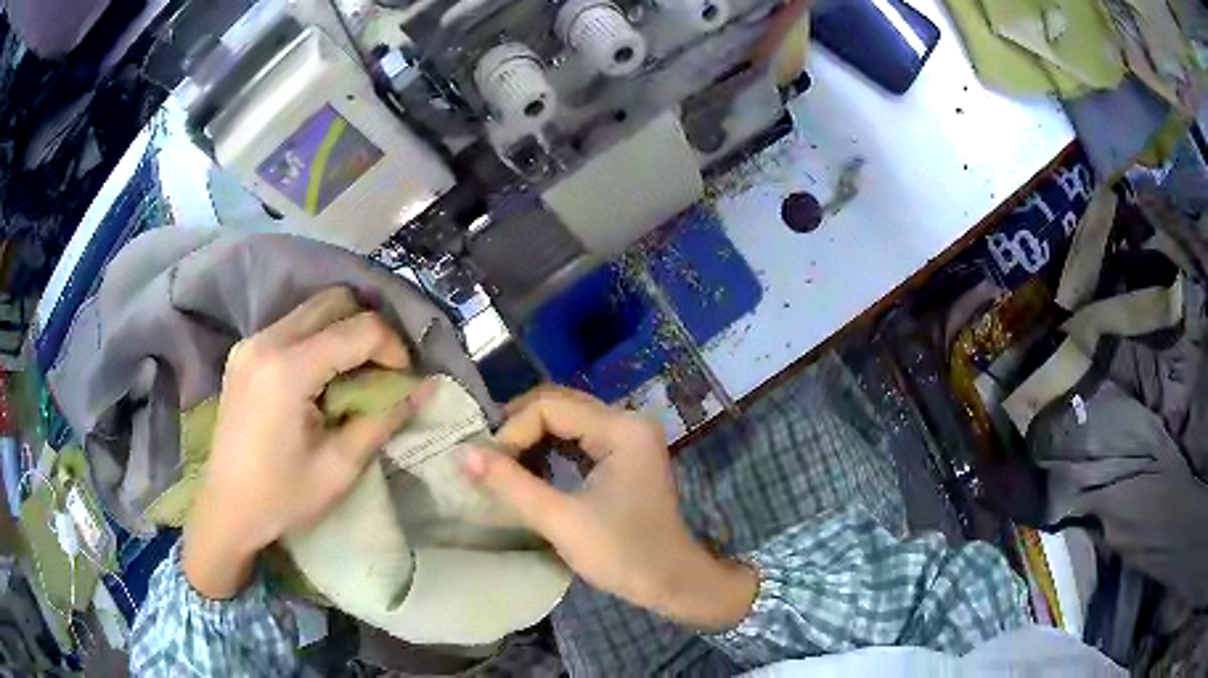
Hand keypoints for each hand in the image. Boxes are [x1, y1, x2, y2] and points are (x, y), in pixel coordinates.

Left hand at [184, 288, 429, 598]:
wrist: (226, 509)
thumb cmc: (282, 498)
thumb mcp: (339, 467)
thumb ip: (382, 420)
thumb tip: (426, 388)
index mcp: (288, 369)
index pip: (359, 328)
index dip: (393, 348)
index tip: (404, 381)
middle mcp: (266, 341)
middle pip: (335, 302)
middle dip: (370, 331)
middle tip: (382, 372)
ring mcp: (251, 342)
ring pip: (313, 309)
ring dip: (344, 333)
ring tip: (353, 376)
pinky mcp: (244, 351)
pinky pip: (293, 326)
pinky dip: (319, 340)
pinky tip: (320, 379)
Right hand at [463, 387, 757, 630]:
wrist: (671, 582)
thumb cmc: (622, 554)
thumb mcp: (561, 520)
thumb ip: (510, 483)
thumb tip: (461, 453)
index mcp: (622, 429)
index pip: (551, 406)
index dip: (513, 431)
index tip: (488, 465)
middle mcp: (628, 421)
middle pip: (559, 404)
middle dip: (519, 428)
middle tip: (487, 457)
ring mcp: (629, 437)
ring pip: (567, 419)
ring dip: (532, 437)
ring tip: (502, 463)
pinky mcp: (625, 454)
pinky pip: (579, 437)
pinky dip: (549, 448)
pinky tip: (529, 469)